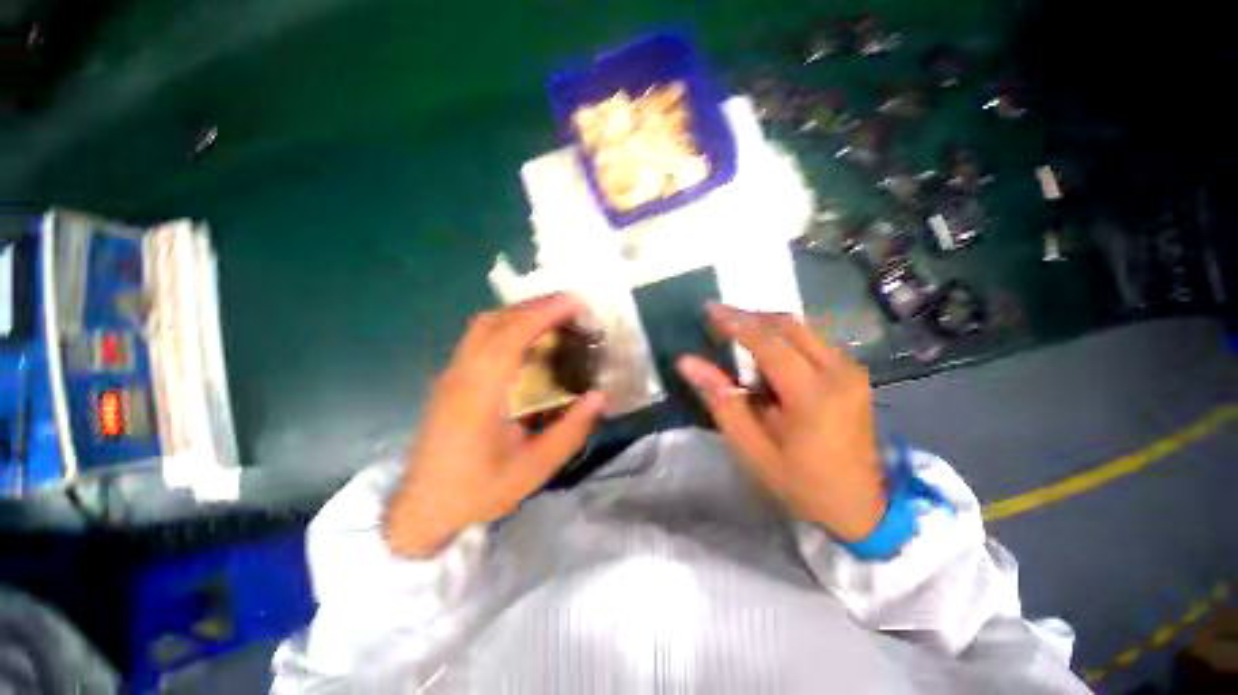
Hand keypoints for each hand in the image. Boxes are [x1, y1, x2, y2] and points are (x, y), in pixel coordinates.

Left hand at [384, 294, 605, 556]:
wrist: (422, 508)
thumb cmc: (478, 490)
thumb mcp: (533, 469)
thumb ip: (570, 431)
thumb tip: (601, 396)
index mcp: (480, 395)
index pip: (510, 336)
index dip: (543, 313)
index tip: (574, 302)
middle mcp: (461, 374)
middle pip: (494, 321)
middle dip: (534, 306)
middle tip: (569, 306)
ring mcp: (451, 374)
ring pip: (483, 326)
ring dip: (519, 313)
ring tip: (553, 317)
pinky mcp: (450, 379)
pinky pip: (479, 338)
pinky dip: (507, 326)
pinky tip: (527, 340)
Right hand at [676, 304, 885, 540]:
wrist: (860, 506)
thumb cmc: (800, 481)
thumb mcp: (751, 447)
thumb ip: (720, 400)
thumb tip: (687, 362)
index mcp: (813, 394)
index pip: (768, 342)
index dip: (735, 322)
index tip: (708, 310)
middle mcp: (839, 371)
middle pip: (788, 324)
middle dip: (750, 317)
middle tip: (719, 319)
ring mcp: (851, 369)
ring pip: (802, 328)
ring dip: (766, 326)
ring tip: (736, 338)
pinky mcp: (853, 372)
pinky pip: (812, 340)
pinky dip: (783, 338)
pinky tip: (765, 356)